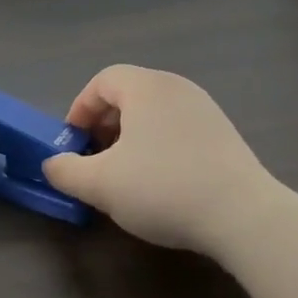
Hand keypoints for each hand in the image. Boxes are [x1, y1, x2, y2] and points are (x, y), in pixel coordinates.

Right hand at [41, 65, 273, 255]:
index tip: (74, 142)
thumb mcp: (100, 184)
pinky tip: (161, 183)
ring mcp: (205, 109)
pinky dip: (159, 146)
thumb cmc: (163, 187)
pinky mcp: (225, 135)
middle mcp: (176, 87)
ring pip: (154, 113)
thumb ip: (66, 170)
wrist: (244, 216)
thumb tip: (52, 164)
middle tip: (95, 159)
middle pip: (128, 94)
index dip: (80, 108)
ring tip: (126, 174)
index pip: (102, 81)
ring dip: (131, 138)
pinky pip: (178, 129)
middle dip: (104, 125)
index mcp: (145, 86)